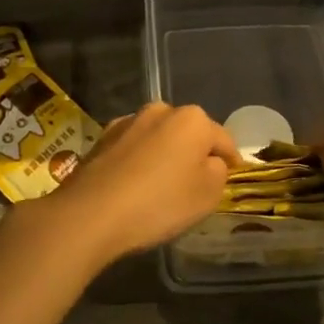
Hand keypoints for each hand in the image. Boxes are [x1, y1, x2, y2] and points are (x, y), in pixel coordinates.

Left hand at [6, 103, 239, 273]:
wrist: (90, 213)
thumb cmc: (159, 203)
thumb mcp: (207, 195)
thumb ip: (218, 172)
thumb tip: (211, 161)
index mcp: (193, 119)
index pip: (223, 139)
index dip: (230, 160)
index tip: (232, 175)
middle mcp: (161, 110)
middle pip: (188, 133)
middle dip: (194, 153)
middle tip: (195, 183)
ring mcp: (128, 121)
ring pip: (158, 138)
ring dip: (164, 155)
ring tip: (161, 186)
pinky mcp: (102, 137)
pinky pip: (133, 148)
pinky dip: (138, 161)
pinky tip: (134, 185)